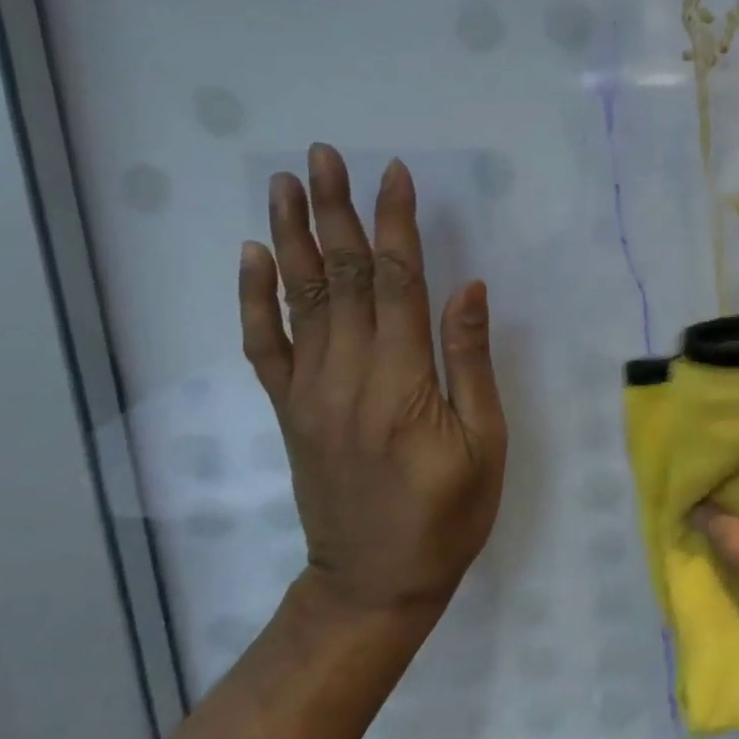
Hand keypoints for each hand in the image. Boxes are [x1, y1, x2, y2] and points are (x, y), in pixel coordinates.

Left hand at [240, 144, 507, 625]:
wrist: (375, 582)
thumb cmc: (447, 515)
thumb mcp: (484, 444)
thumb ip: (470, 363)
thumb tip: (467, 289)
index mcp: (402, 382)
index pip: (395, 282)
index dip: (395, 224)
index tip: (393, 174)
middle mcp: (347, 375)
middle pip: (340, 277)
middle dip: (335, 212)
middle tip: (324, 155)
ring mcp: (309, 392)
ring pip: (299, 299)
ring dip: (293, 236)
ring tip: (285, 184)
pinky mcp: (290, 409)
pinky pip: (265, 345)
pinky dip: (255, 298)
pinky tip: (254, 257)